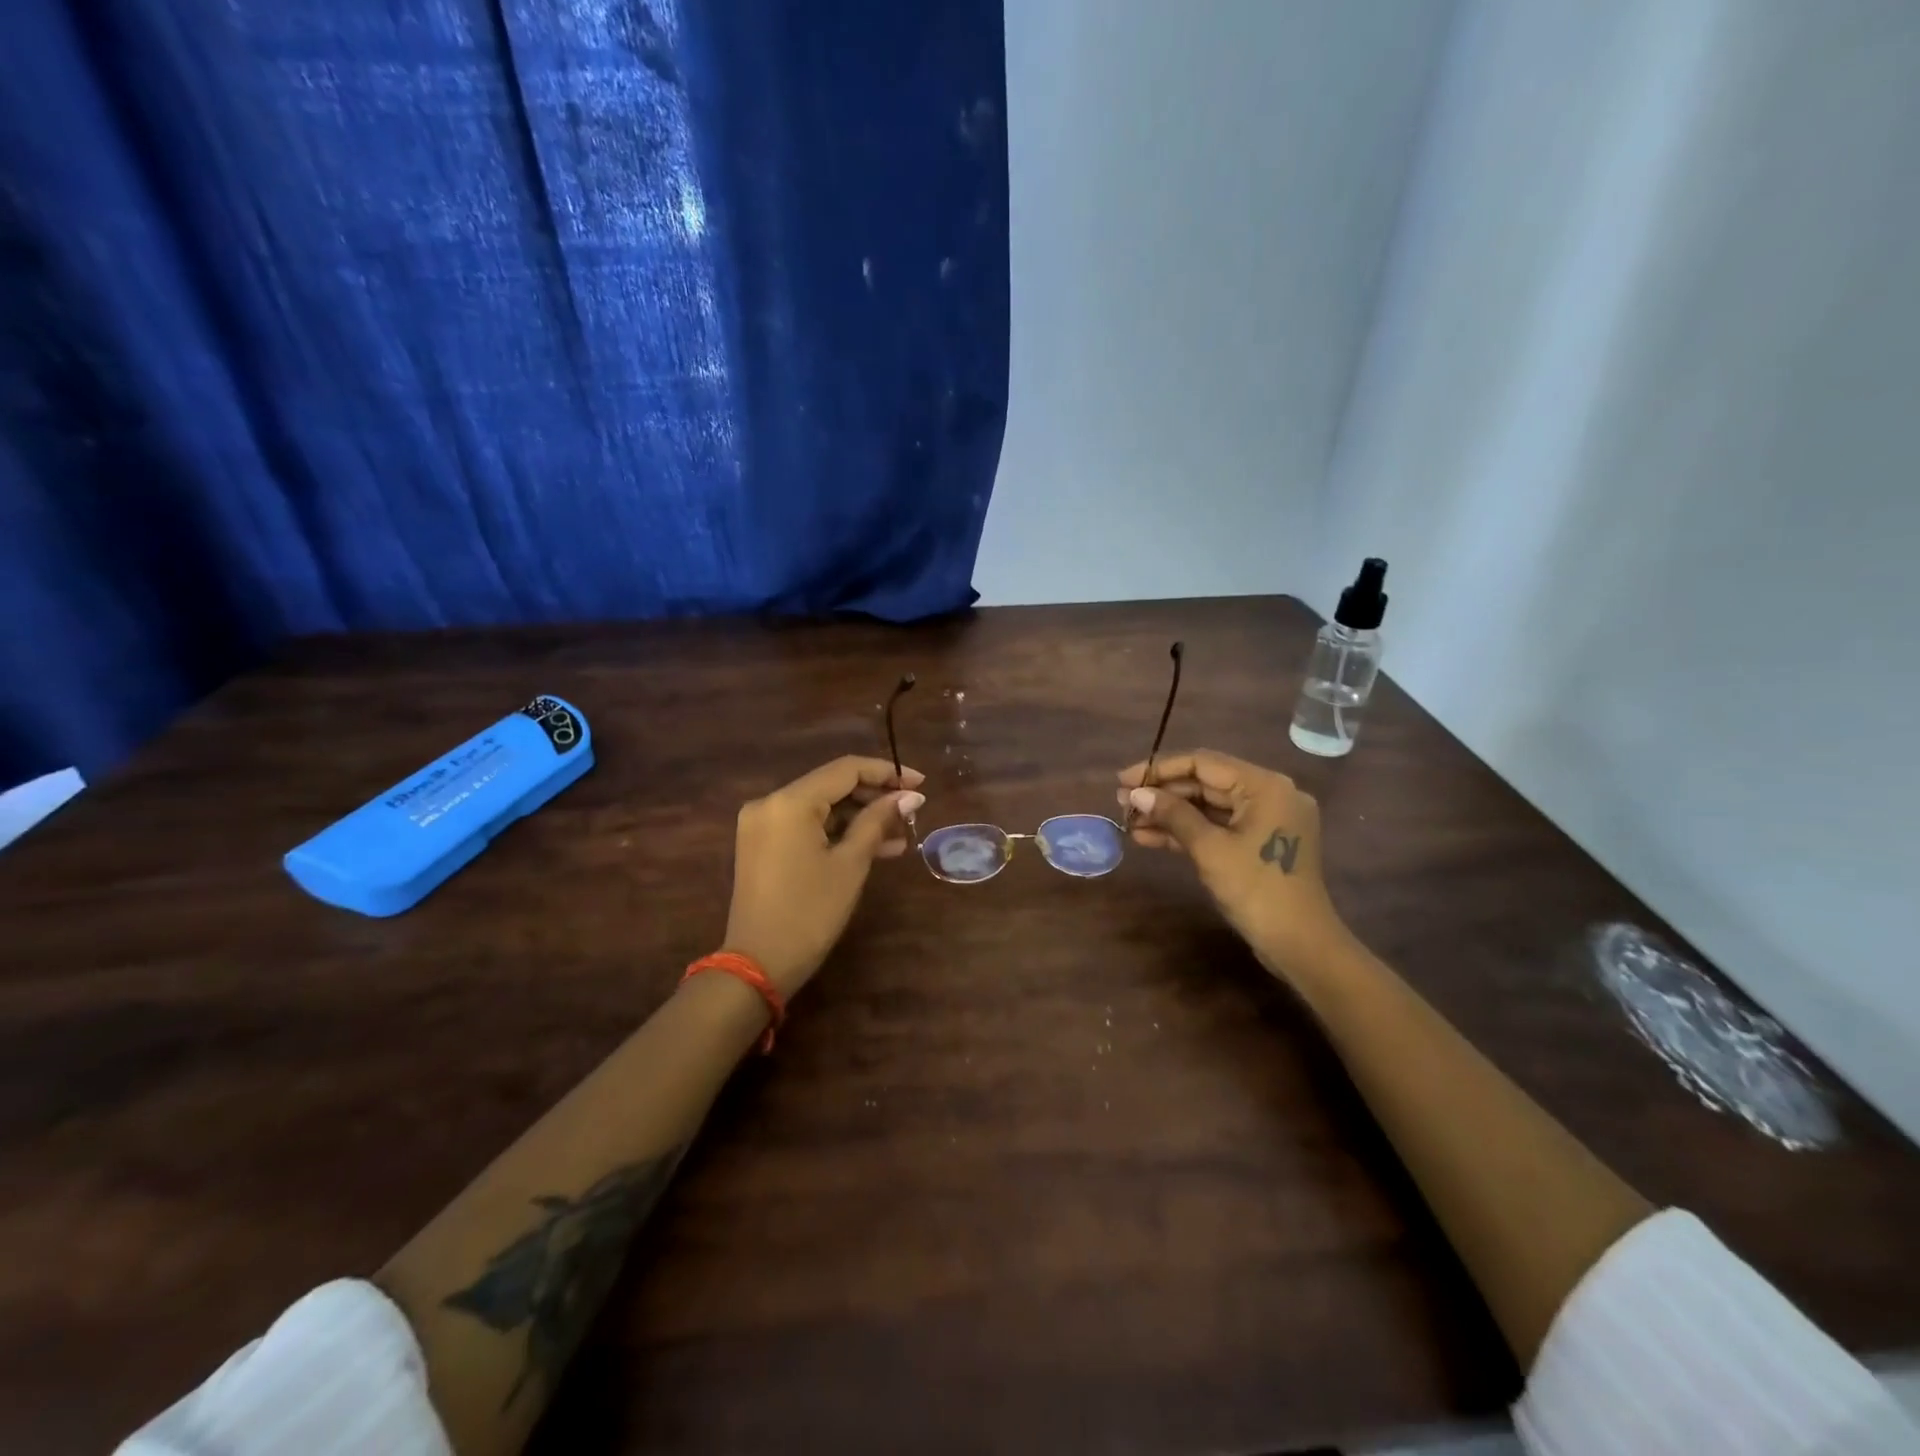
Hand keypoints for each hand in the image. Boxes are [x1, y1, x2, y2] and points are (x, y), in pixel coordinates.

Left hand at [723, 756, 925, 997]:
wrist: (759, 964)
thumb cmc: (810, 912)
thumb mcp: (850, 864)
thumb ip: (878, 821)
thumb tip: (909, 795)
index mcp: (790, 801)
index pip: (845, 769)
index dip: (886, 772)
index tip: (920, 783)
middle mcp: (770, 803)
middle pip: (832, 785)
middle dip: (874, 796)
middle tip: (912, 810)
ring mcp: (762, 824)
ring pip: (821, 807)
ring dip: (859, 817)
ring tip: (900, 834)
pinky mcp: (762, 844)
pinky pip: (806, 826)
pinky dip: (837, 832)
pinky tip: (874, 847)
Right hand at [1117, 749, 1350, 981]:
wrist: (1299, 944)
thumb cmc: (1256, 889)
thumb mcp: (1209, 849)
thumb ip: (1173, 814)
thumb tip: (1136, 793)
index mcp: (1265, 786)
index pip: (1203, 763)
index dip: (1159, 769)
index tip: (1124, 779)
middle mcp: (1269, 794)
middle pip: (1205, 783)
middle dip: (1162, 793)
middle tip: (1121, 802)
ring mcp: (1265, 820)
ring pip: (1208, 807)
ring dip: (1169, 814)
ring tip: (1129, 821)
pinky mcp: (1258, 843)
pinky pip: (1218, 827)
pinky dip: (1187, 831)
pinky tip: (1149, 838)